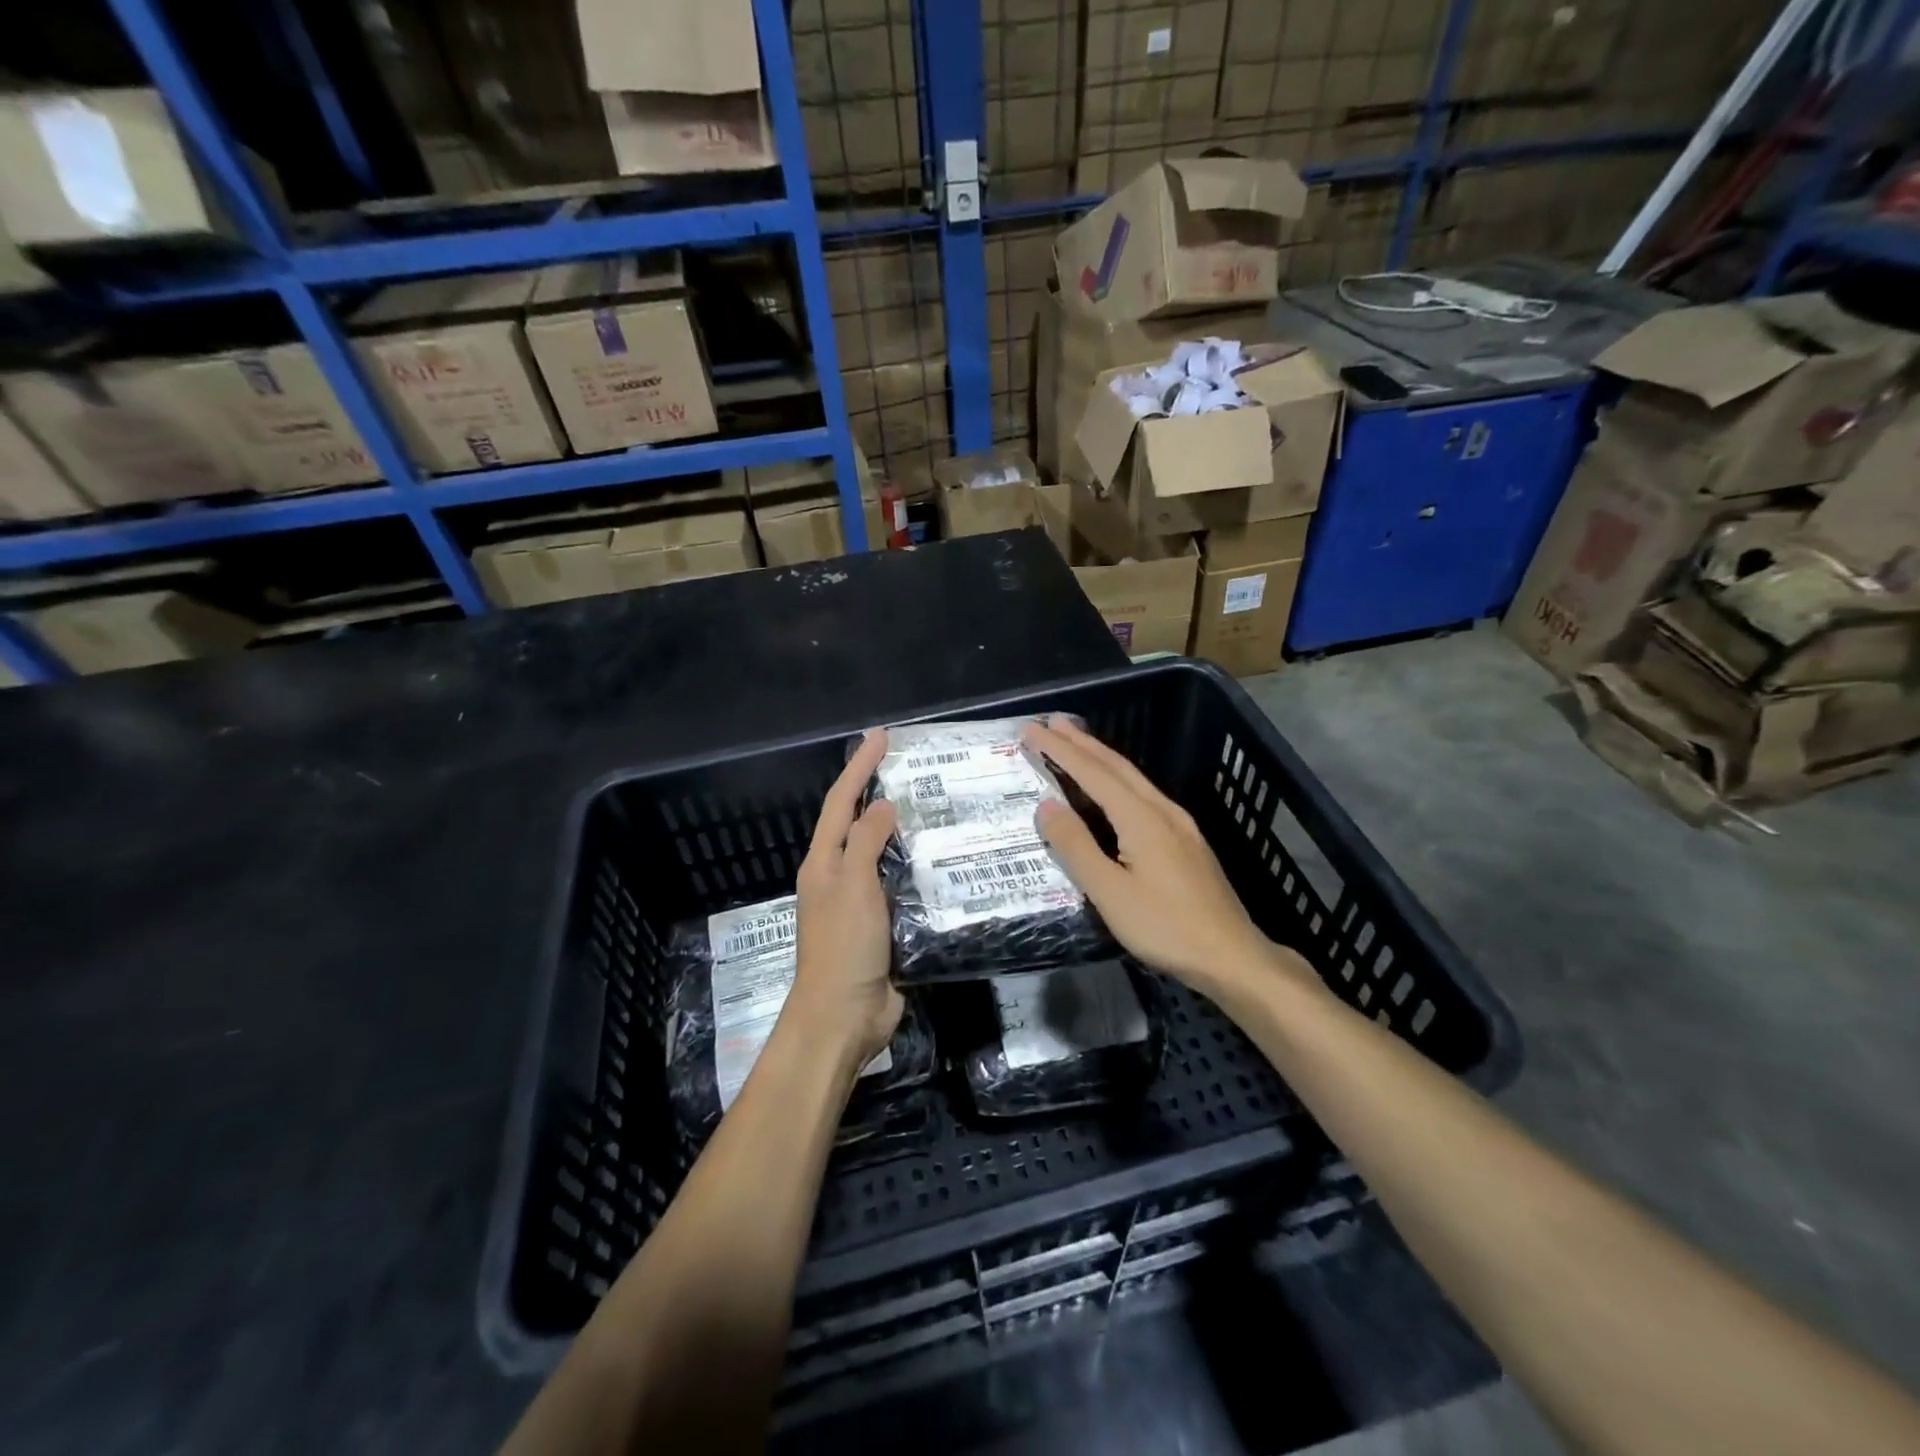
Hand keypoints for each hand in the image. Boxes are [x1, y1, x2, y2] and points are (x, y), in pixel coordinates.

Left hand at [788, 728, 903, 1072]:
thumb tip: (882, 804)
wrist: (844, 1017)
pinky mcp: (885, 925)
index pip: (841, 802)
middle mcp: (839, 876)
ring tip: (936, 807)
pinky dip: (919, 868)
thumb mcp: (852, 886)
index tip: (880, 737)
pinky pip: (902, 886)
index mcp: (823, 862)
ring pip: (884, 854)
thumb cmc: (843, 946)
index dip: (859, 767)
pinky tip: (944, 861)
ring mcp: (862, 902)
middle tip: (914, 767)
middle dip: (879, 792)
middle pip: (859, 824)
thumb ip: (866, 842)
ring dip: (903, 830)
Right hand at [1024, 716, 1313, 1000]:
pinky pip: (1144, 793)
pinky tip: (1115, 786)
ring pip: (1133, 777)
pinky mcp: (1187, 840)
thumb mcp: (1110, 893)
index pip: (1093, 773)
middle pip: (1117, 766)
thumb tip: (1046, 805)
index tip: (1033, 730)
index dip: (1060, 750)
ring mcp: (1180, 824)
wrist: (1231, 955)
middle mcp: (1162, 810)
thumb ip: (1076, 847)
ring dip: (1101, 756)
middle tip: (1051, 723)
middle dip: (1081, 742)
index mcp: (1141, 818)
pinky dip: (1119, 778)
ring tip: (1076, 742)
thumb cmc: (1165, 927)